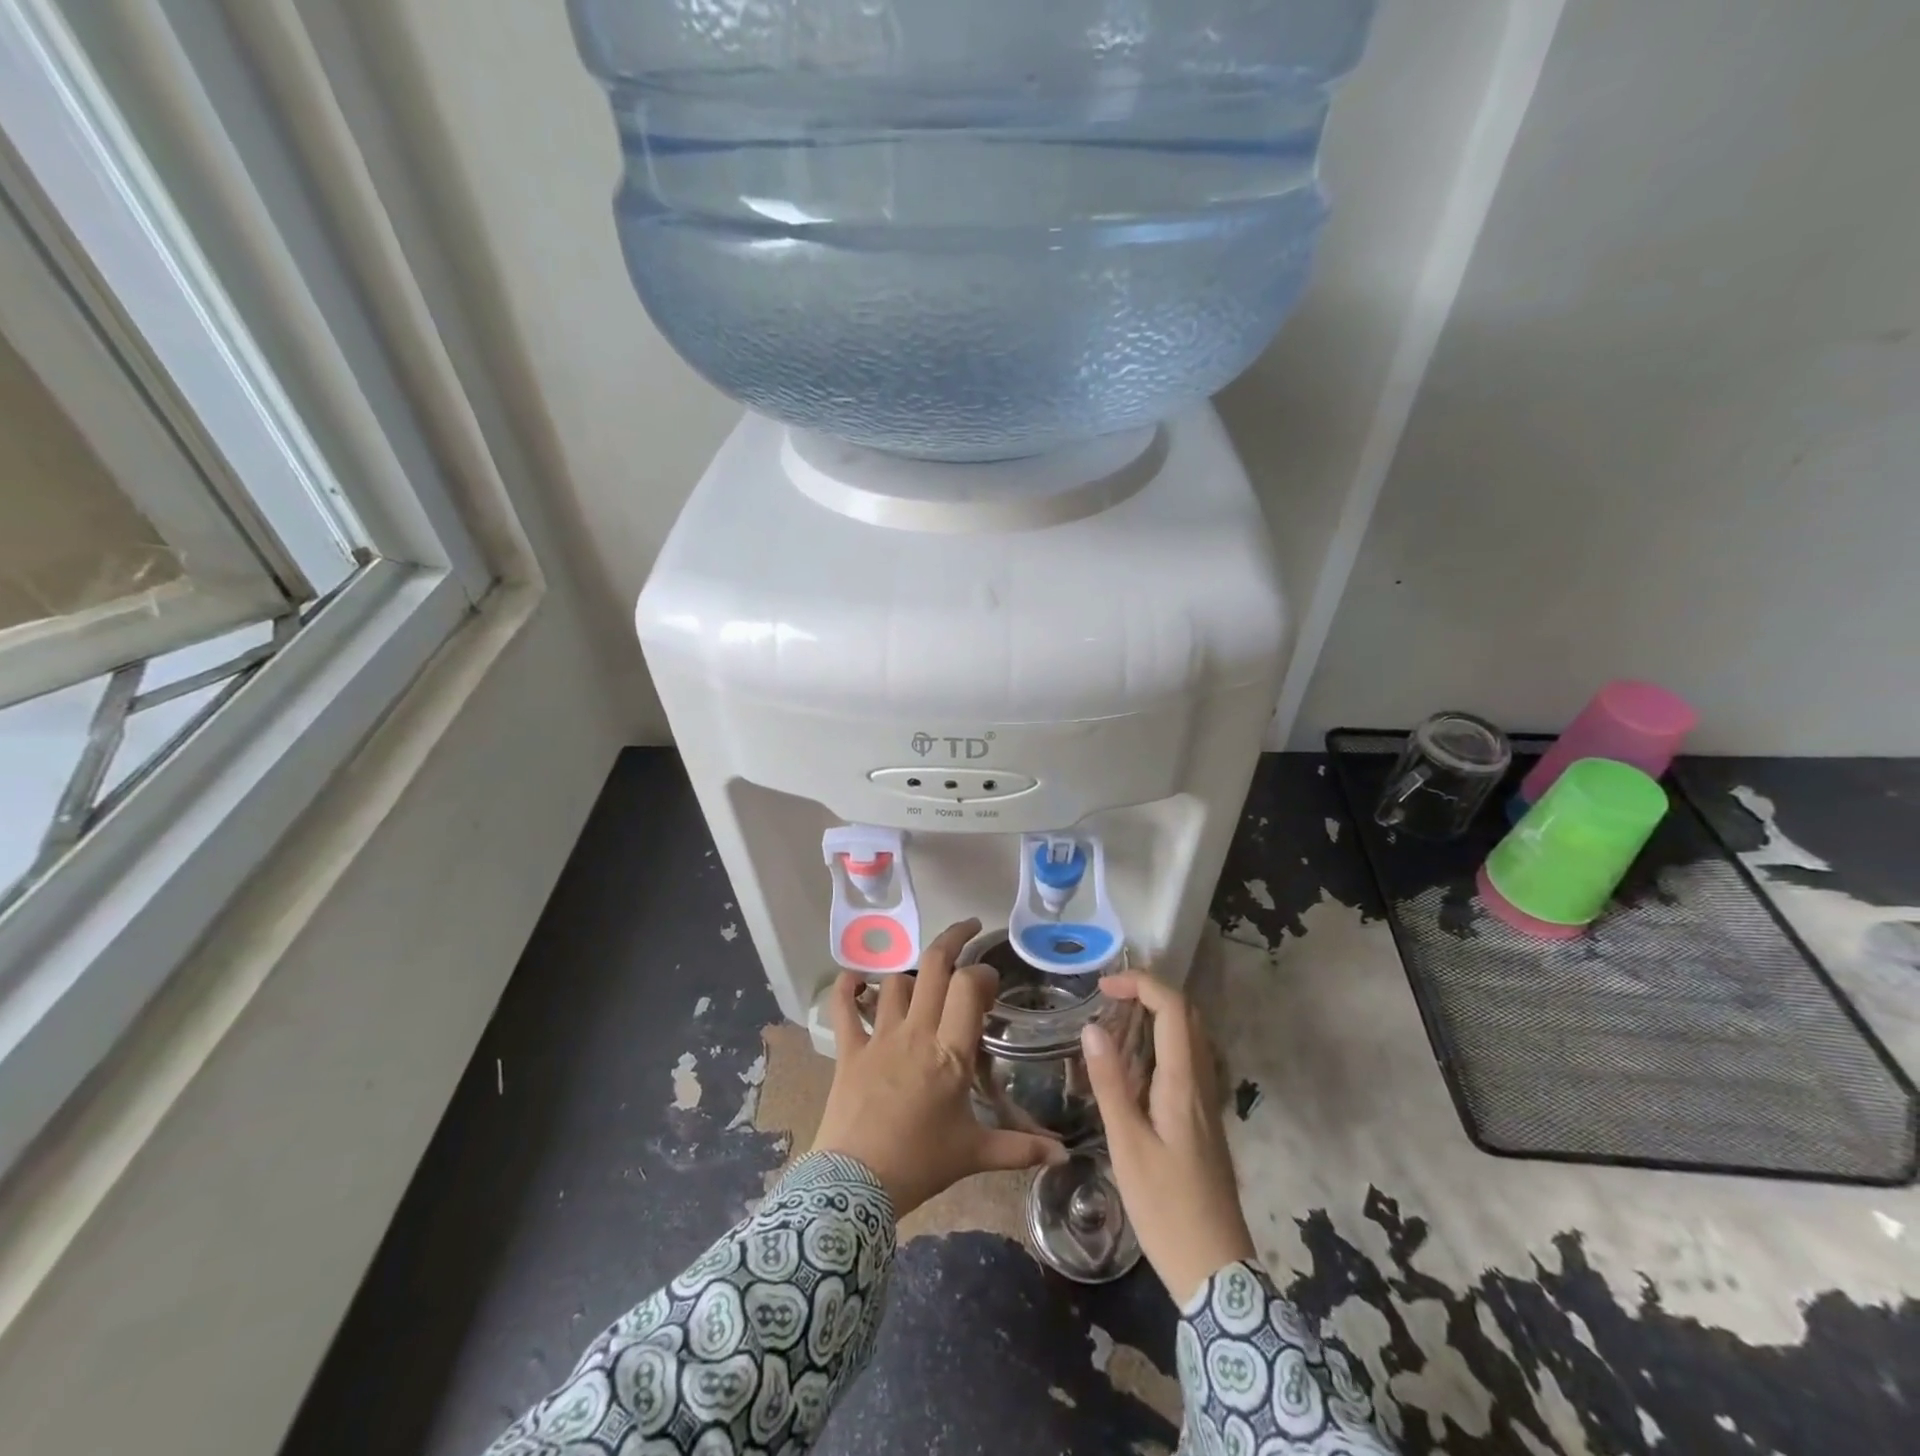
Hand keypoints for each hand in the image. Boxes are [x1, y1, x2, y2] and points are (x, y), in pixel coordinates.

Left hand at [811, 919, 1066, 1217]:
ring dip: (911, 973)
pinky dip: (846, 988)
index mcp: (950, 1052)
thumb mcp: (974, 1154)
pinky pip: (844, 1008)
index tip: (991, 981)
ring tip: (924, 978)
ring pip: (896, 981)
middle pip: (933, 966)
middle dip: (953, 939)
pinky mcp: (850, 1049)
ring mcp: (879, 1037)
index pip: (968, 987)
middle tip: (969, 930)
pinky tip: (854, 978)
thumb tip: (1065, 1156)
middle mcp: (916, 1032)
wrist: (855, 1186)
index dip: (982, 973)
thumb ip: (1020, 1149)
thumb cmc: (920, 1164)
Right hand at [1080, 969, 1255, 1305]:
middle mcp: (1201, 1082)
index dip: (1140, 984)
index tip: (1102, 988)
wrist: (1215, 1270)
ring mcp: (1206, 1102)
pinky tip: (1132, 1068)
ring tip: (1113, 1025)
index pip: (1173, 1008)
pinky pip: (1185, 1062)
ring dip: (1155, 1017)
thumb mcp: (1127, 1145)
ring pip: (1189, 1038)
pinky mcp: (1202, 1120)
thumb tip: (1093, 1028)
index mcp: (1183, 1083)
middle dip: (1149, 993)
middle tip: (1108, 999)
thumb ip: (1111, 1083)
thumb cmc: (1166, 1208)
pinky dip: (1159, 1044)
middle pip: (1186, 1015)